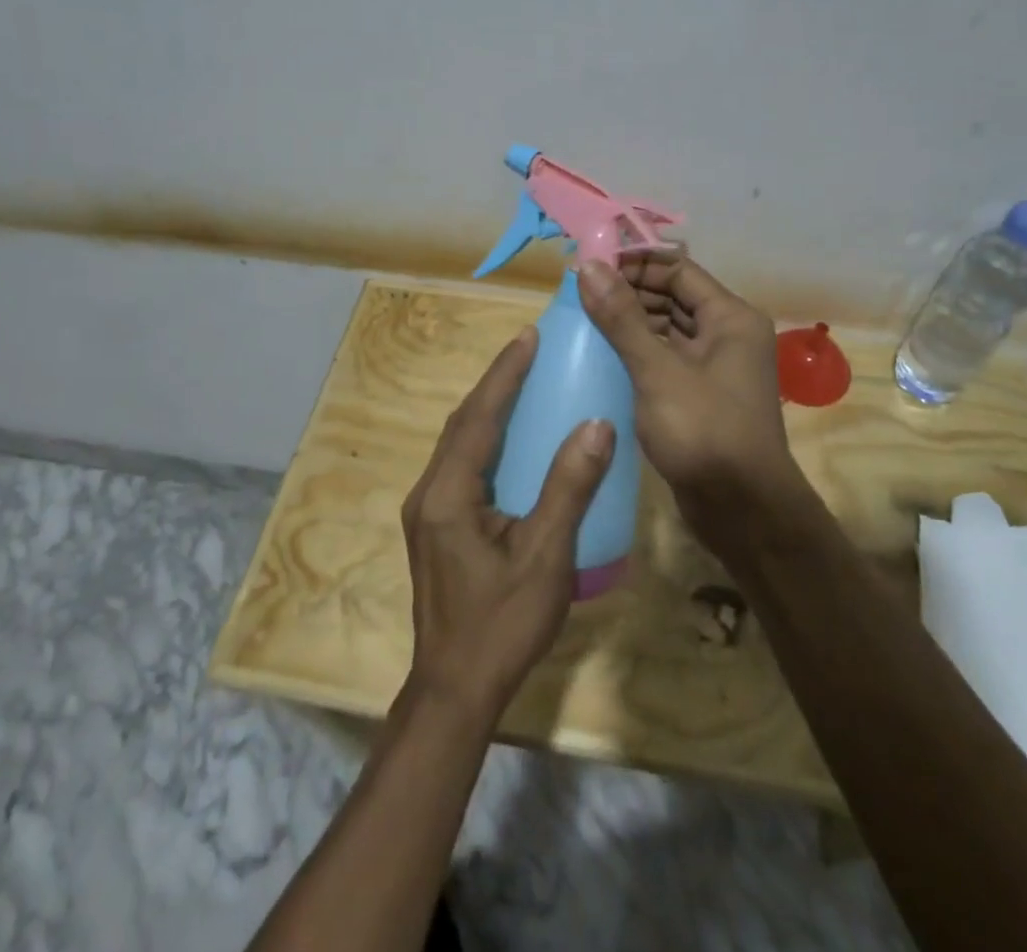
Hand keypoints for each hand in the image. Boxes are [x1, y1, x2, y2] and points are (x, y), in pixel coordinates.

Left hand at [401, 327, 613, 724]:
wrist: (455, 690)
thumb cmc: (501, 624)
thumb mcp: (545, 556)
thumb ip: (569, 488)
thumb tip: (597, 425)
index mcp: (448, 494)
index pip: (478, 417)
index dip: (504, 374)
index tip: (528, 336)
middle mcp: (429, 493)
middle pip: (462, 423)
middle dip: (495, 384)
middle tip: (530, 351)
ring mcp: (429, 511)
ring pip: (459, 444)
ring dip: (488, 409)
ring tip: (523, 383)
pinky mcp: (437, 527)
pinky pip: (462, 465)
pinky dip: (486, 439)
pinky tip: (512, 442)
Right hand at [578, 255, 808, 535]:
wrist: (742, 510)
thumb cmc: (704, 432)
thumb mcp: (658, 371)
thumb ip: (622, 318)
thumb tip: (588, 266)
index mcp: (730, 317)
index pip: (677, 269)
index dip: (633, 263)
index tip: (588, 264)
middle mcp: (727, 334)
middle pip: (672, 296)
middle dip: (627, 291)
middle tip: (577, 291)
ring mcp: (714, 366)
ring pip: (666, 328)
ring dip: (629, 321)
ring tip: (581, 318)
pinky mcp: (699, 393)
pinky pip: (665, 358)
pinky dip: (637, 350)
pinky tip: (600, 353)